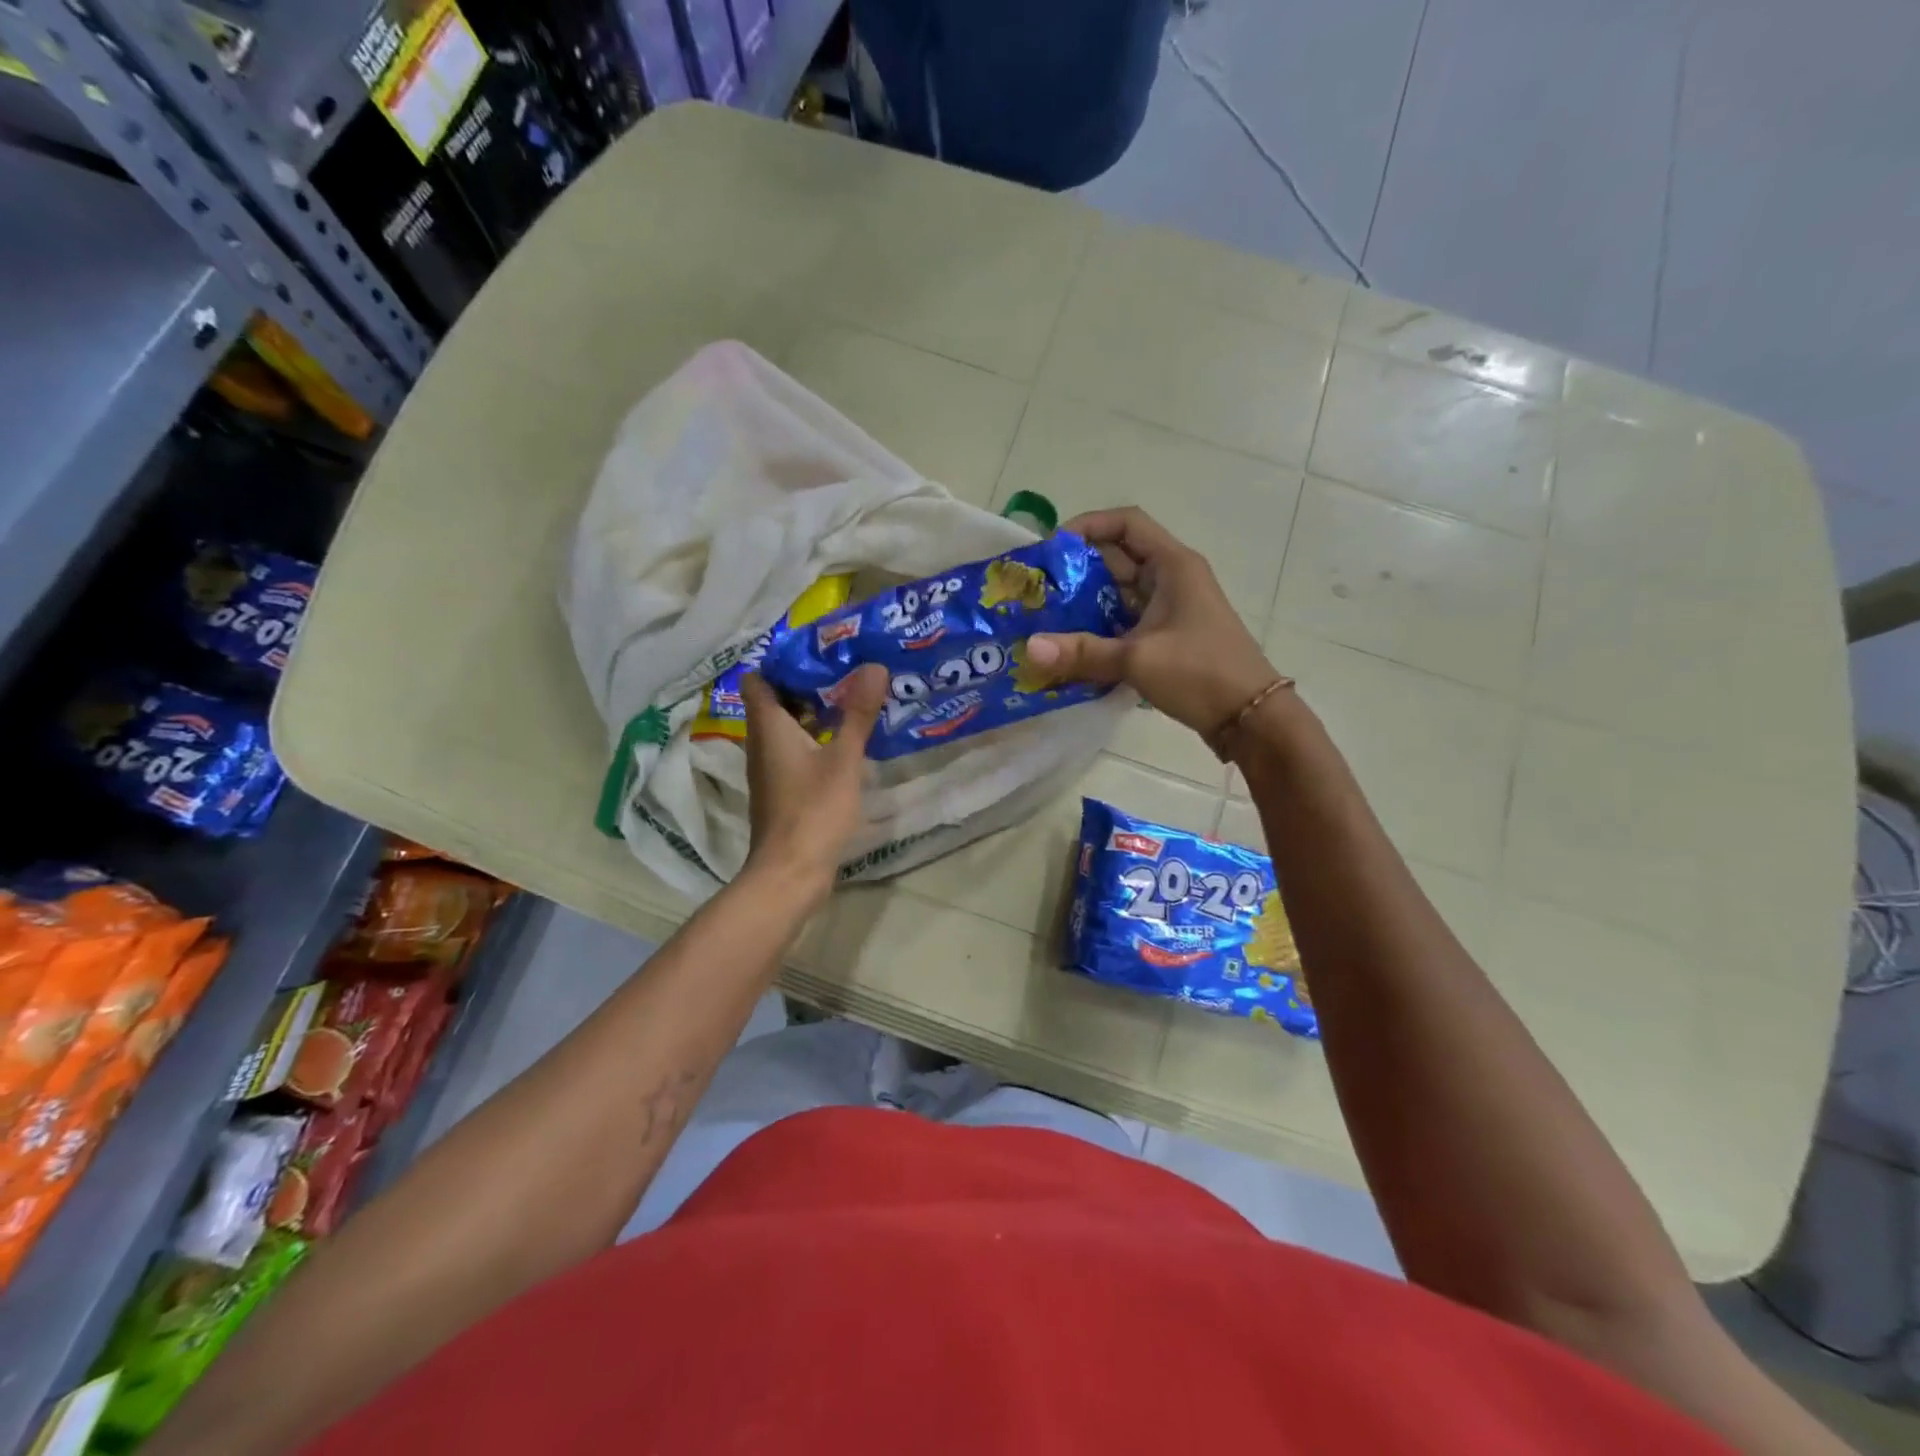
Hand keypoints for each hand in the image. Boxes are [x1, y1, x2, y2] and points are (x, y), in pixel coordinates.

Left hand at [739, 664, 885, 895]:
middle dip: (807, 684)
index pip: (758, 679)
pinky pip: (795, 752)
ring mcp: (770, 770)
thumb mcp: (843, 760)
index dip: (782, 662)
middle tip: (846, 670)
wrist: (790, 873)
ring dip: (813, 713)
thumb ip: (858, 714)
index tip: (818, 652)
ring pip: (786, 728)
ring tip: (852, 699)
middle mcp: (762, 744)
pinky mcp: (783, 791)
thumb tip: (874, 666)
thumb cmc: (813, 811)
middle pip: (775, 702)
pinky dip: (815, 740)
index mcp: (768, 728)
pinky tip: (846, 743)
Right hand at [1026, 507, 1279, 736]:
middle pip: (1118, 558)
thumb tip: (1029, 649)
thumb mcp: (1138, 659)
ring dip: (1086, 603)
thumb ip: (1082, 652)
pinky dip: (1100, 629)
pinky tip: (1072, 647)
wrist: (1250, 717)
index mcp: (1173, 565)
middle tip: (1039, 592)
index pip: (1126, 523)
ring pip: (1120, 593)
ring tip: (1046, 619)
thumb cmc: (1200, 673)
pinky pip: (1127, 621)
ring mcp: (1171, 609)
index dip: (1088, 526)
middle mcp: (1172, 578)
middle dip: (1077, 571)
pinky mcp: (1169, 637)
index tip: (1052, 551)